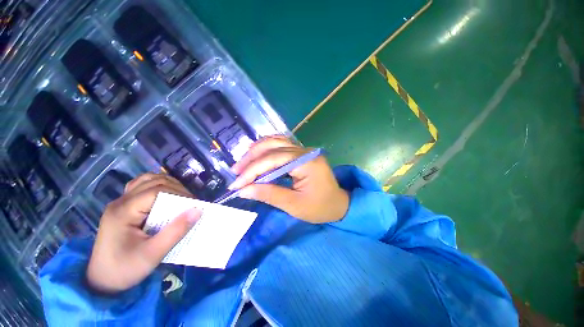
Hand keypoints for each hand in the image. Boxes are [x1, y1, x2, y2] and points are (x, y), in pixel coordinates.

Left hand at [86, 173, 200, 293]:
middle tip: (191, 202)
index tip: (195, 204)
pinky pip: (142, 187)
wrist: (101, 281)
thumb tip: (198, 210)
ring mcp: (120, 202)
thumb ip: (176, 231)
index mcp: (123, 212)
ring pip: (148, 180)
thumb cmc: (125, 269)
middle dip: (177, 189)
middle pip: (154, 182)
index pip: (157, 191)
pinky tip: (165, 196)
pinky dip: (158, 186)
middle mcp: (120, 202)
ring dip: (169, 185)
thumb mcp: (153, 254)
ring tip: (181, 198)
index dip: (180, 194)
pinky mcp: (124, 206)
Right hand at [230, 136, 348, 223]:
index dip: (252, 171)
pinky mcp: (302, 153)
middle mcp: (306, 151)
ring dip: (257, 151)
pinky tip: (257, 156)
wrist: (338, 204)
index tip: (236, 185)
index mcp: (307, 162)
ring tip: (243, 164)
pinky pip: (281, 145)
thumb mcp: (294, 205)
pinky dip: (266, 150)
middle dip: (251, 159)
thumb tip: (244, 189)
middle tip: (236, 172)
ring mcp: (304, 150)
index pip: (273, 160)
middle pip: (273, 147)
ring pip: (276, 142)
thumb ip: (269, 194)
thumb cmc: (320, 208)